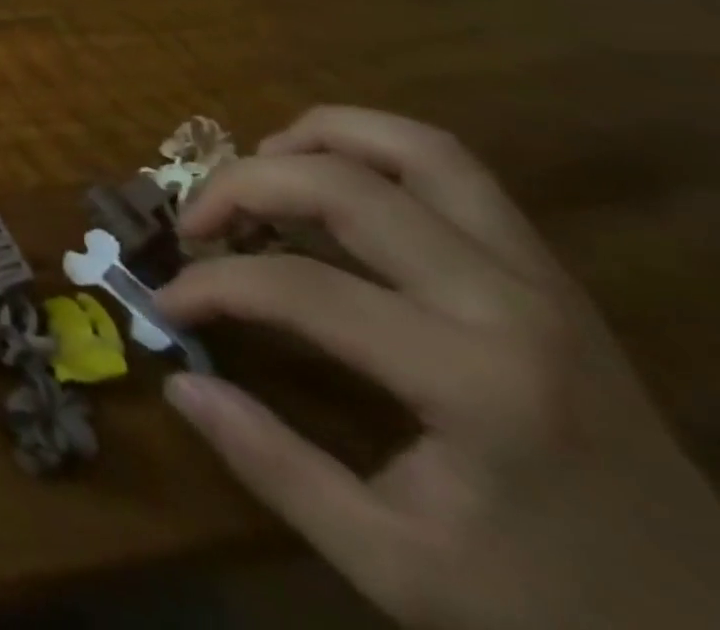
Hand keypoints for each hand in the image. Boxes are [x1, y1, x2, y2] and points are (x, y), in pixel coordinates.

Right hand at [157, 106, 719, 629]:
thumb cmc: (552, 610)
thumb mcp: (397, 568)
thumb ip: (275, 467)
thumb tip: (179, 383)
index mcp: (474, 380)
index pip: (298, 289)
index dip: (211, 286)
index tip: (167, 304)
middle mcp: (507, 301)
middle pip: (345, 185)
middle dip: (244, 184)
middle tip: (196, 221)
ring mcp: (539, 275)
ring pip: (414, 147)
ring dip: (318, 137)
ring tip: (260, 166)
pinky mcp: (547, 271)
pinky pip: (451, 170)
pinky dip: (371, 151)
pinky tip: (331, 185)